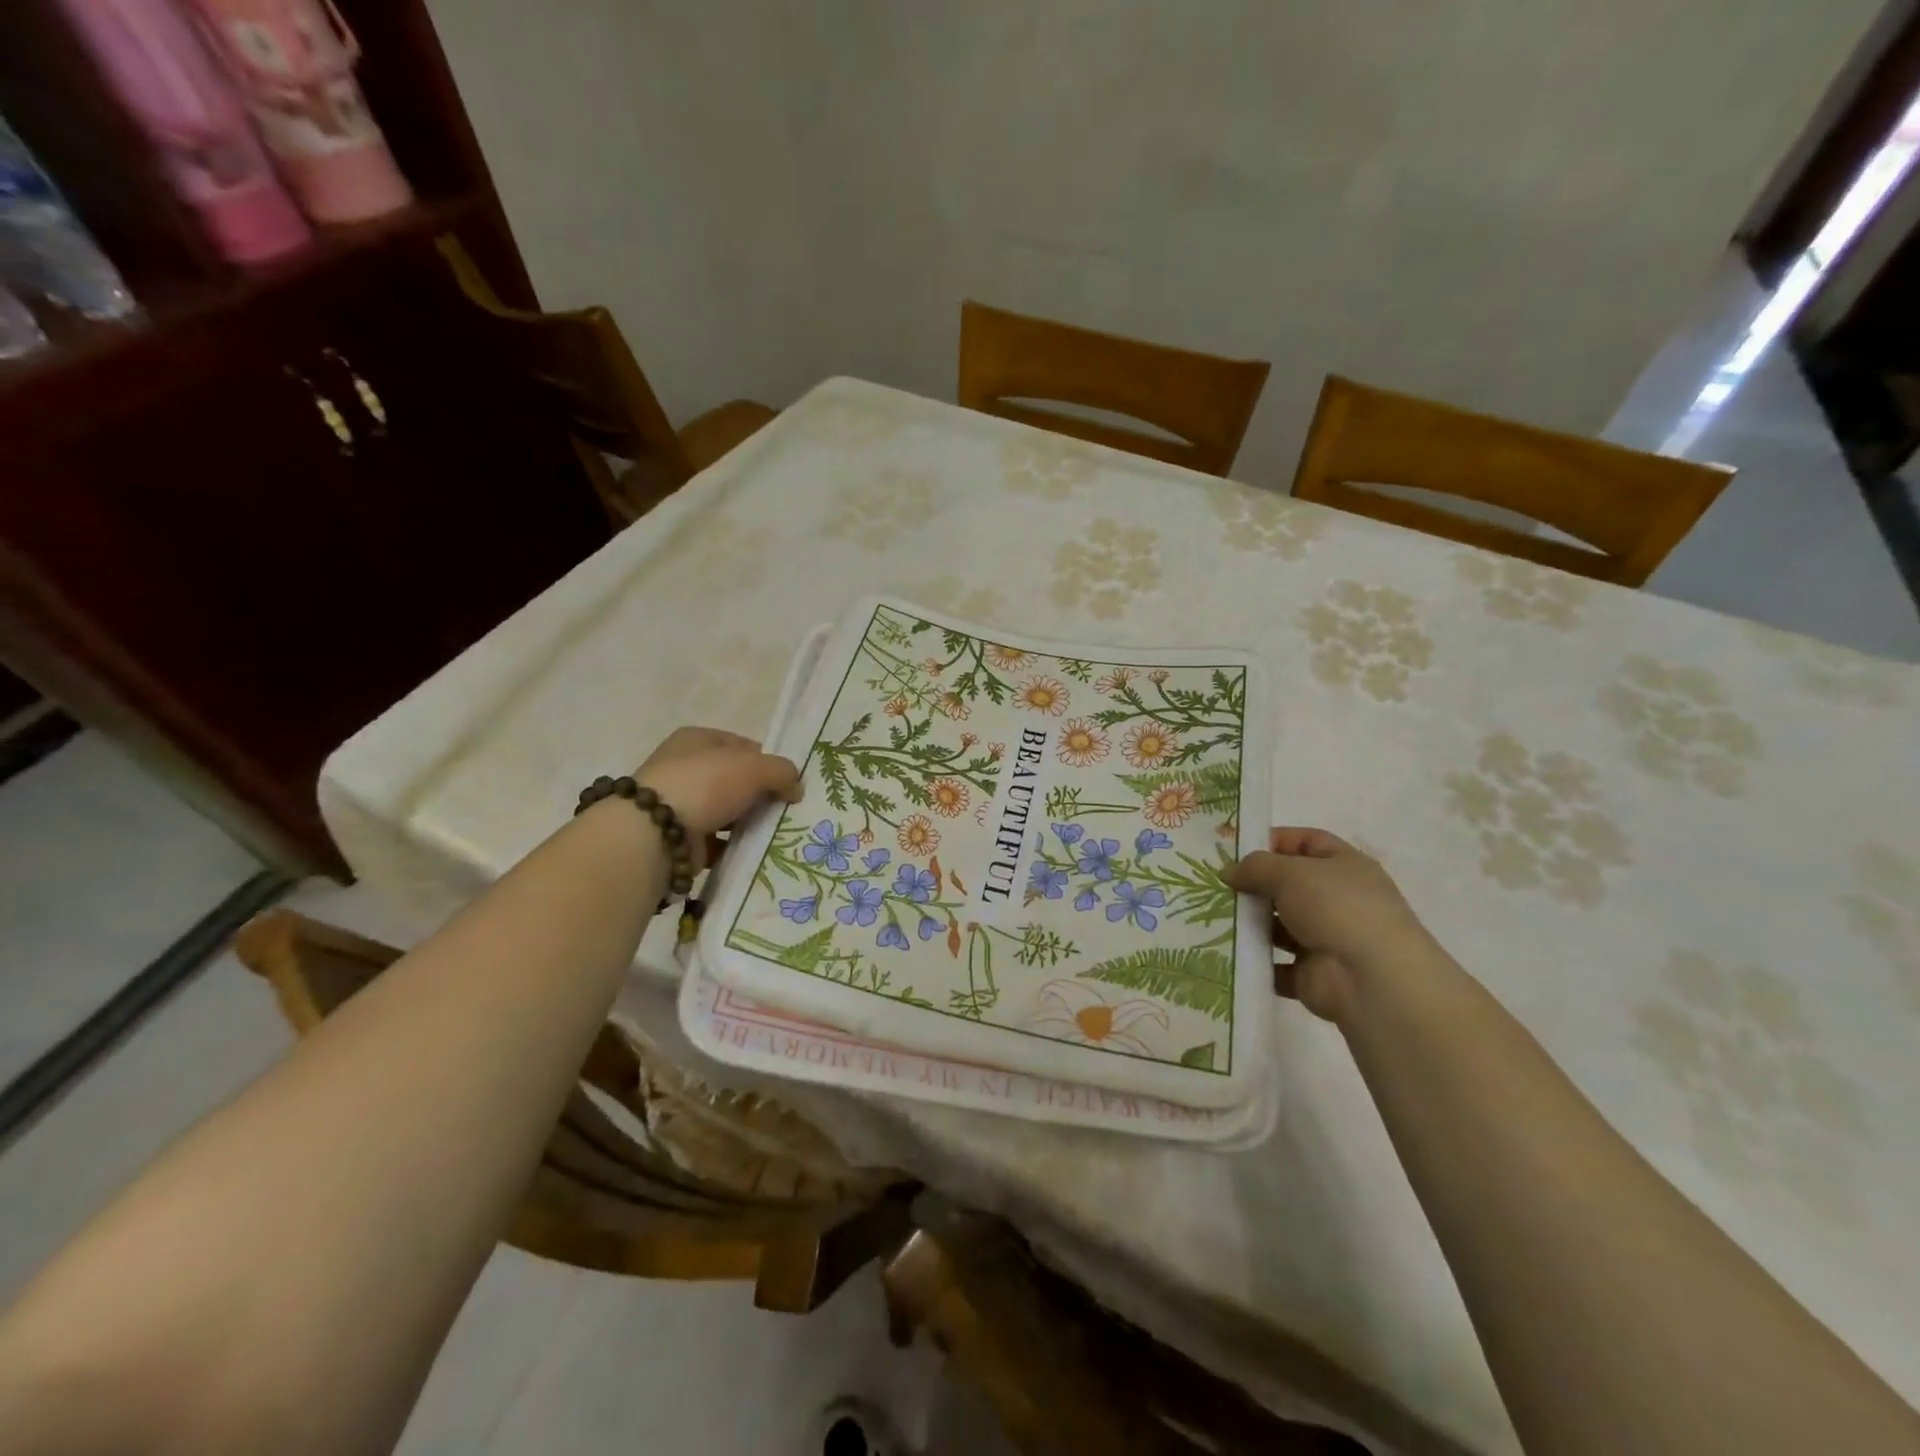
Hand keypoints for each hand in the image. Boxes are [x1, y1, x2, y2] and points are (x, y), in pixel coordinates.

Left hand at [633, 727, 800, 868]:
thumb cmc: (706, 784)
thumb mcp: (755, 767)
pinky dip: (732, 846)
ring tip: (772, 834)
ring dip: (746, 822)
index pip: (742, 746)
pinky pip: (716, 840)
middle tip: (784, 810)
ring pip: (726, 811)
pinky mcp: (678, 837)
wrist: (656, 833)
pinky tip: (750, 852)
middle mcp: (684, 767)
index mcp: (697, 739)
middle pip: (734, 780)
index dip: (767, 762)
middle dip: (758, 795)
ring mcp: (679, 803)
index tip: (786, 783)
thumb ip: (783, 771)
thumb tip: (795, 787)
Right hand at [1228, 828, 1432, 1023]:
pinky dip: (1256, 961)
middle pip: (1289, 886)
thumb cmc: (1336, 909)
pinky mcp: (1313, 975)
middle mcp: (1339, 901)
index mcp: (1345, 867)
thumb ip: (1256, 867)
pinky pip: (1276, 965)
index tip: (1236, 850)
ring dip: (1251, 924)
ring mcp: (1327, 939)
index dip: (1274, 841)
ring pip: (1280, 927)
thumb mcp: (1290, 873)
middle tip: (1216, 886)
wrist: (1372, 981)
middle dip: (1255, 885)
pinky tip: (1228, 952)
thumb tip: (1229, 872)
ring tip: (1214, 918)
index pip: (1307, 842)